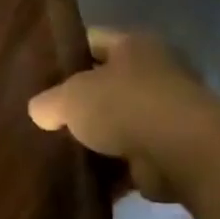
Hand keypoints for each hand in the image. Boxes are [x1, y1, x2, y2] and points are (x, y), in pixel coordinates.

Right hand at [28, 30, 219, 203]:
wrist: (182, 153)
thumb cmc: (124, 107)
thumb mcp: (69, 97)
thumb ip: (48, 101)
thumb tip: (40, 111)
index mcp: (134, 46)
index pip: (92, 40)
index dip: (65, 54)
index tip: (38, 73)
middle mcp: (156, 73)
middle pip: (106, 84)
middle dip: (79, 101)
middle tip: (44, 116)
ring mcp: (166, 114)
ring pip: (117, 123)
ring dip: (95, 139)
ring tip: (57, 150)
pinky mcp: (169, 151)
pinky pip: (129, 159)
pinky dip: (110, 170)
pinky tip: (81, 178)